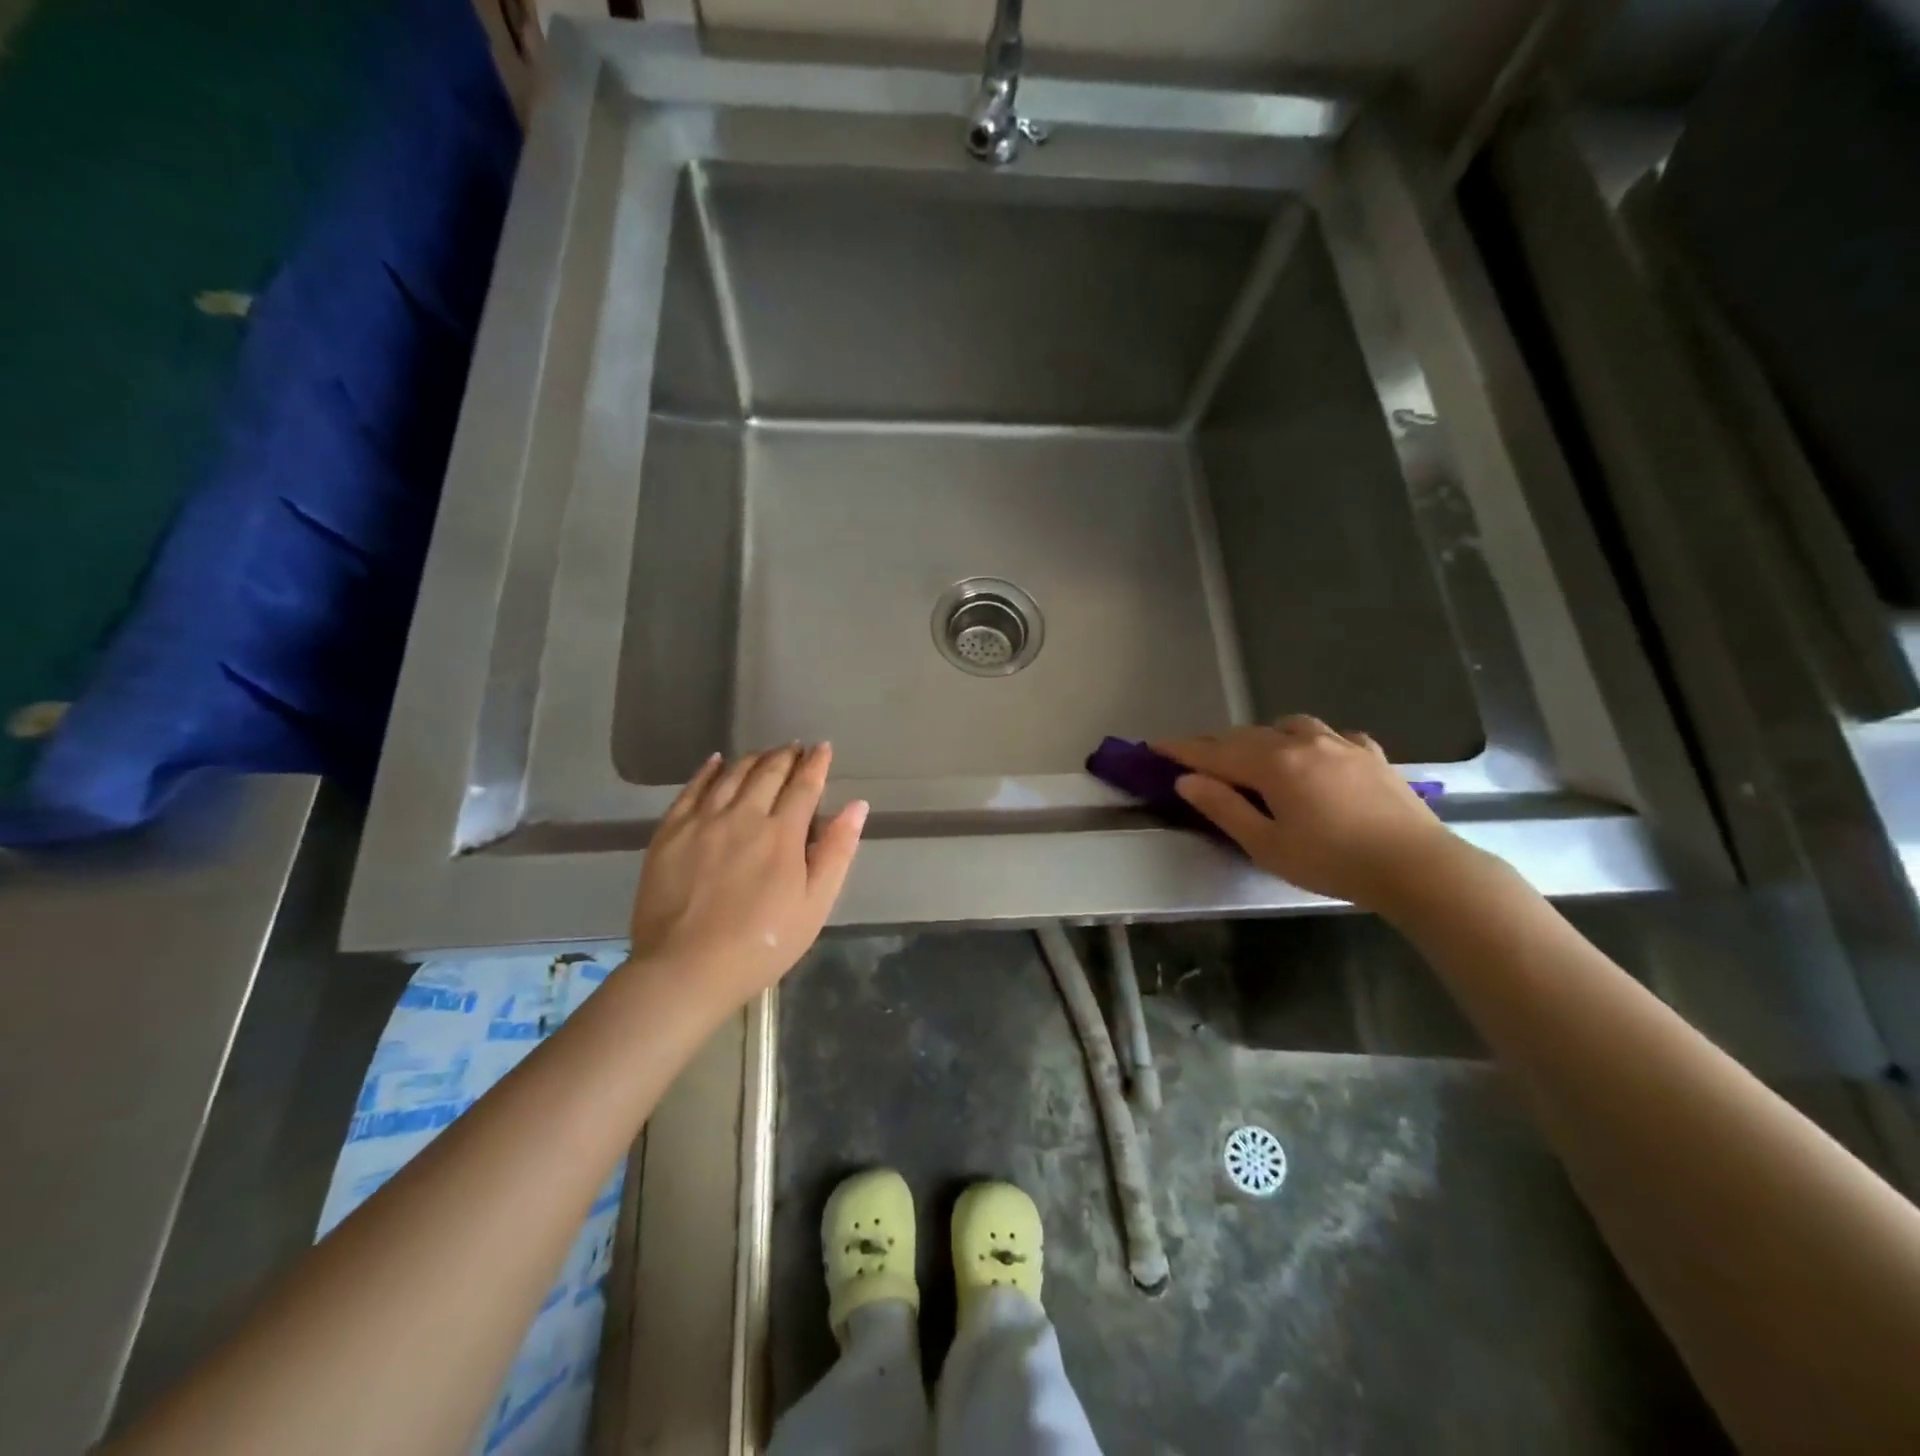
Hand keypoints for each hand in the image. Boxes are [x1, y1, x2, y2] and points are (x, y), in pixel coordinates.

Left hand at [626, 744, 866, 1007]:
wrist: (686, 969)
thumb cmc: (762, 944)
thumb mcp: (815, 905)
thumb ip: (837, 851)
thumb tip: (857, 806)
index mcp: (782, 833)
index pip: (804, 786)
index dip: (816, 764)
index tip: (823, 748)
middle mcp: (743, 815)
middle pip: (768, 773)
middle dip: (786, 756)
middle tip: (795, 747)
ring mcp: (702, 821)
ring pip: (732, 775)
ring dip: (753, 759)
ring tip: (765, 753)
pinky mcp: (670, 832)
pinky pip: (691, 789)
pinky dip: (708, 770)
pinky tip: (716, 761)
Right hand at [1155, 717, 1454, 908]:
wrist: (1418, 866)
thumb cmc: (1332, 861)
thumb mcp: (1267, 844)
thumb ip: (1224, 808)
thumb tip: (1187, 781)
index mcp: (1273, 764)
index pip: (1214, 752)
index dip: (1181, 749)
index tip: (1153, 745)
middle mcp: (1303, 743)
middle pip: (1247, 735)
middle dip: (1215, 743)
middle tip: (1193, 755)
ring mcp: (1342, 744)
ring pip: (1290, 726)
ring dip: (1262, 735)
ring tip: (1254, 753)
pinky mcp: (1371, 755)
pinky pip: (1332, 735)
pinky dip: (1310, 740)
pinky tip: (1315, 755)